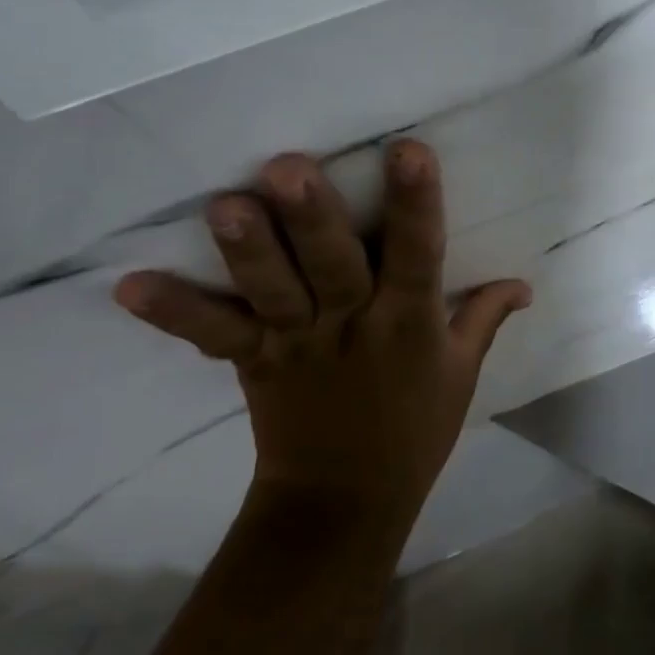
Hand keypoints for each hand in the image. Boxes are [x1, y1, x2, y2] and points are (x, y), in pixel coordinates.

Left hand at [112, 140, 530, 534]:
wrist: (345, 503)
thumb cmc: (414, 431)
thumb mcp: (462, 374)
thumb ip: (486, 317)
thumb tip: (525, 283)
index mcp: (410, 324)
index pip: (418, 255)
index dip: (415, 204)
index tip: (408, 150)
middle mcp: (353, 326)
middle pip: (334, 267)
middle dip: (313, 219)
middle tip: (288, 168)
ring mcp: (299, 345)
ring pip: (275, 293)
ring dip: (249, 252)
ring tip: (224, 205)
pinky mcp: (256, 364)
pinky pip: (215, 336)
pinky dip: (176, 313)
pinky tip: (128, 286)